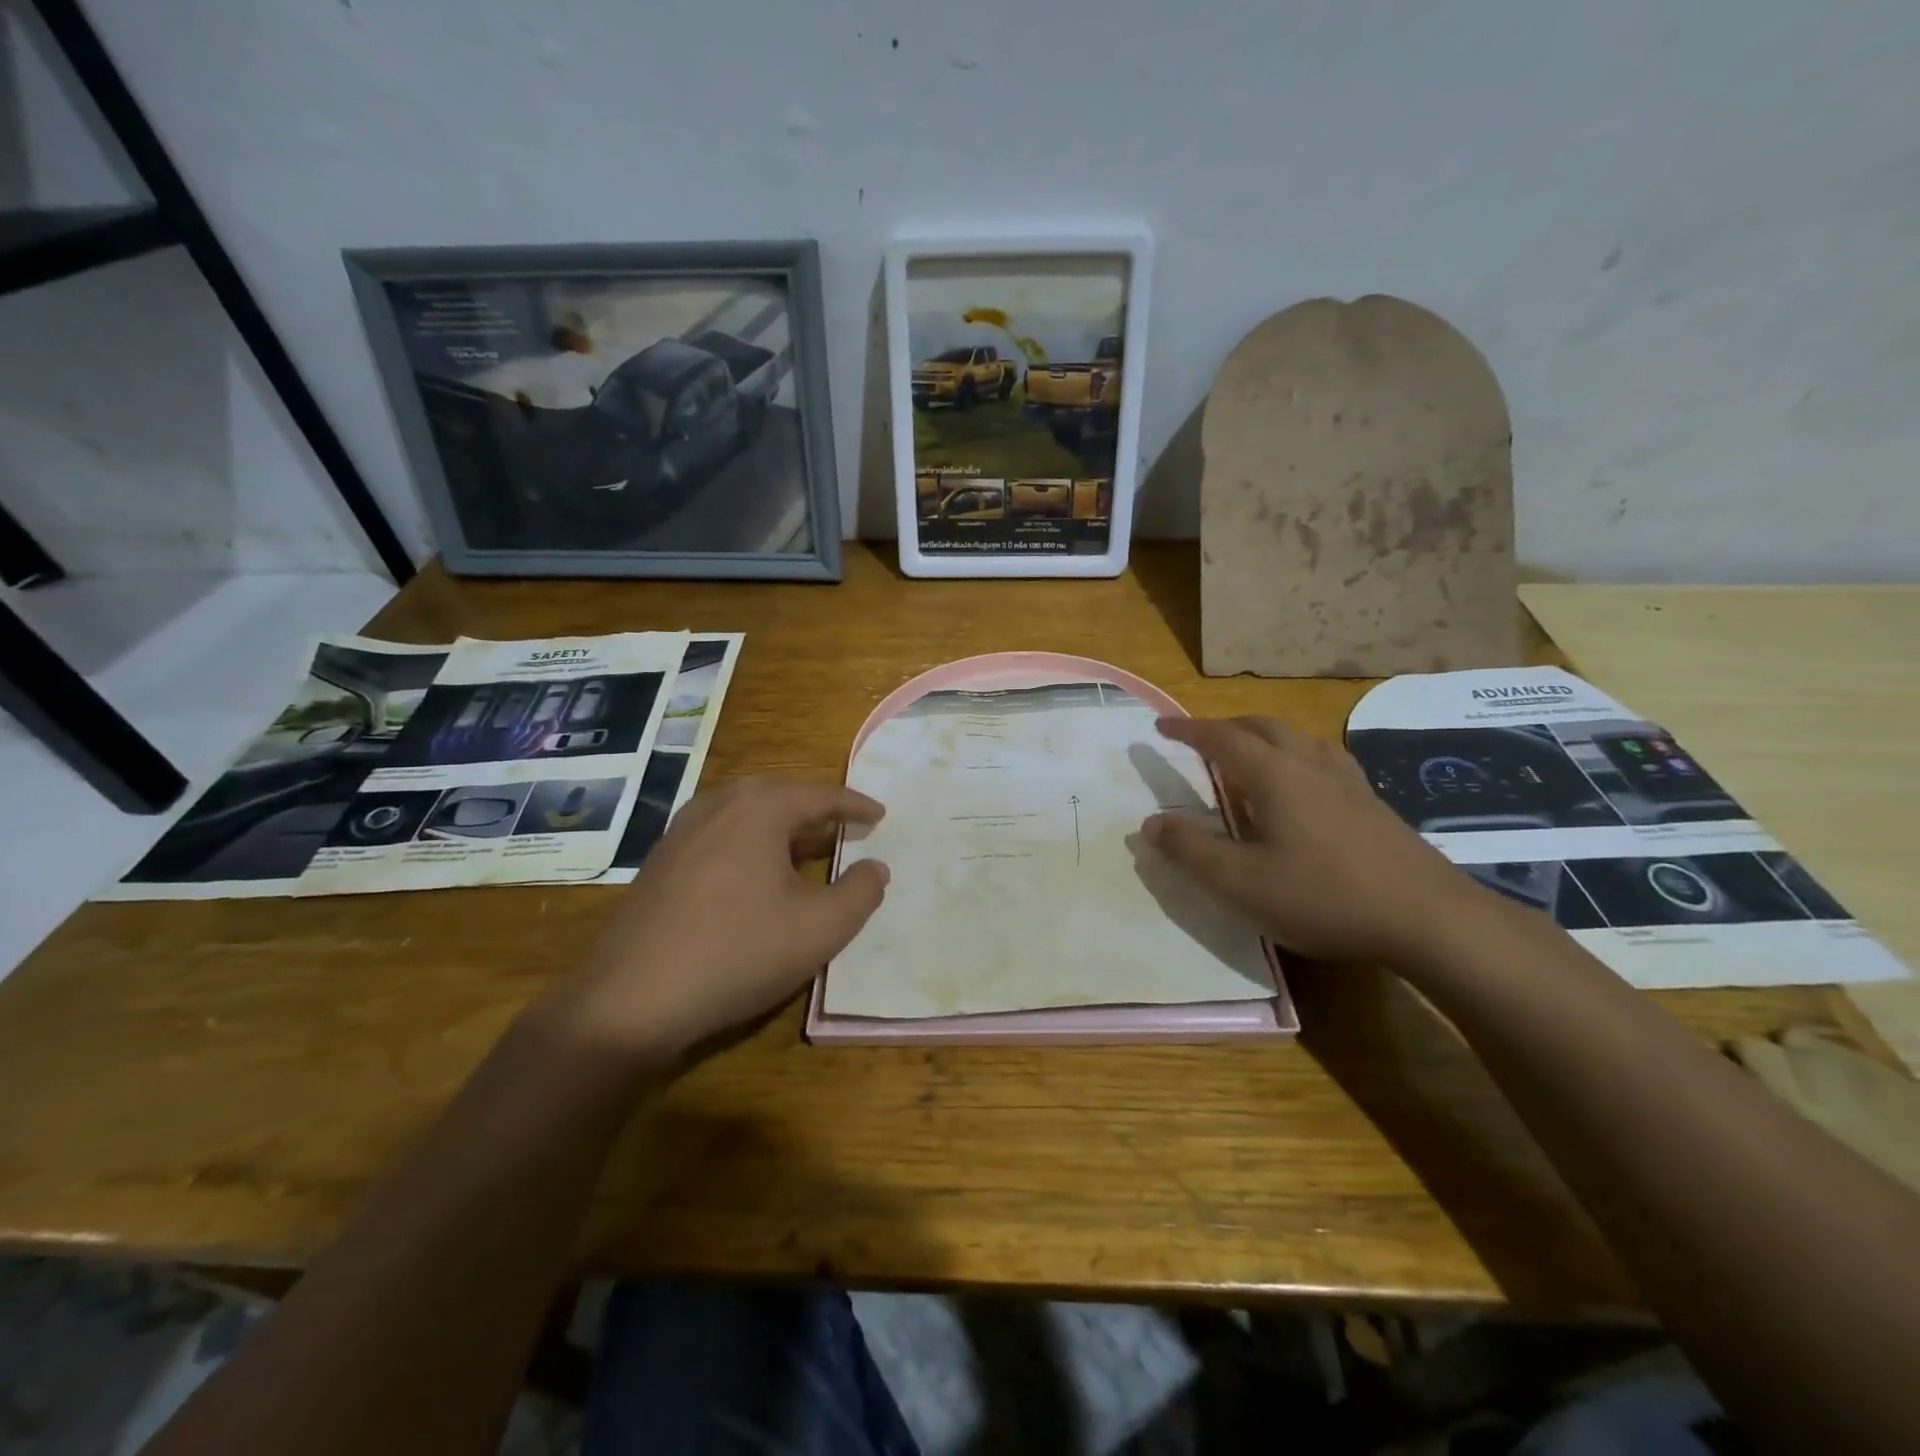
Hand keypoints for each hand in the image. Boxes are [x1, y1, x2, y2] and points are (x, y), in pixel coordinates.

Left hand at [548, 778, 888, 1062]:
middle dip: (818, 811)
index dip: (856, 806)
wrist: (631, 1000)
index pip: (821, 796)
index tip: (881, 815)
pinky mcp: (661, 862)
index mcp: (760, 807)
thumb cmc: (739, 952)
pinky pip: (720, 836)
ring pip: (747, 816)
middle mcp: (718, 804)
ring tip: (808, 848)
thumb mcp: (821, 927)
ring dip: (783, 828)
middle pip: (781, 796)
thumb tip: (875, 866)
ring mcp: (681, 831)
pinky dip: (751, 844)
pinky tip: (757, 876)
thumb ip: (861, 892)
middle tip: (847, 827)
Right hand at [1142, 716, 1496, 967]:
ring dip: (1266, 737)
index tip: (1162, 726)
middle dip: (1227, 727)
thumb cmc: (1325, 896)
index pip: (1222, 739)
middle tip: (1203, 740)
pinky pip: (1327, 761)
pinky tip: (1308, 784)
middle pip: (1264, 727)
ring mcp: (1349, 783)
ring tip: (1252, 756)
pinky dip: (1300, 757)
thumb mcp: (1242, 883)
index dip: (1188, 730)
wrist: (1429, 918)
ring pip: (1300, 739)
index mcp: (1274, 776)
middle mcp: (1311, 766)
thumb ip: (1191, 851)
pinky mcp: (1374, 804)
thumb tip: (1151, 823)